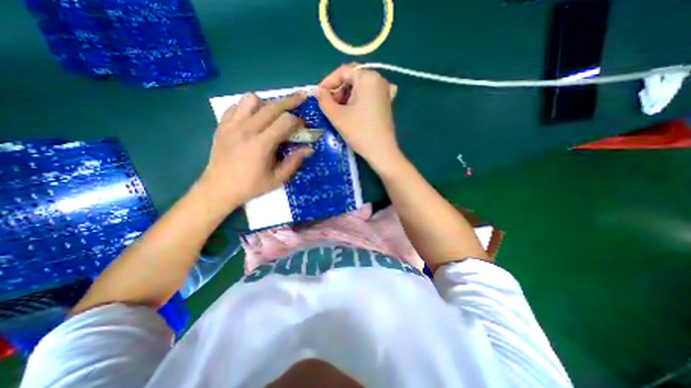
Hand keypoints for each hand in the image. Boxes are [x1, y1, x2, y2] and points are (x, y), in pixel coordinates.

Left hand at [196, 91, 312, 209]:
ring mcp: (232, 125)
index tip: (303, 125)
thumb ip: (294, 162)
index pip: (285, 121)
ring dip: (267, 103)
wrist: (218, 188)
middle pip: (272, 106)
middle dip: (290, 101)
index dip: (298, 120)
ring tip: (273, 113)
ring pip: (251, 99)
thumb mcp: (277, 179)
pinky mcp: (222, 125)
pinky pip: (236, 106)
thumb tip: (309, 149)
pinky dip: (248, 108)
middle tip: (301, 98)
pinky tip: (253, 119)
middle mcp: (246, 129)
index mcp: (261, 144)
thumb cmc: (250, 186)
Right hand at [315, 64, 402, 172]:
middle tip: (329, 105)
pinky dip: (357, 101)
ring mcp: (384, 92)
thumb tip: (317, 91)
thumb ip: (324, 100)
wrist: (381, 151)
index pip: (343, 71)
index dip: (328, 82)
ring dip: (346, 97)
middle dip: (338, 90)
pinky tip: (353, 111)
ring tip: (339, 111)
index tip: (319, 95)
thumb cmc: (359, 131)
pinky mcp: (386, 103)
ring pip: (360, 88)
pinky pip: (368, 96)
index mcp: (367, 77)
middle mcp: (379, 80)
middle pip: (352, 78)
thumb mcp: (337, 115)